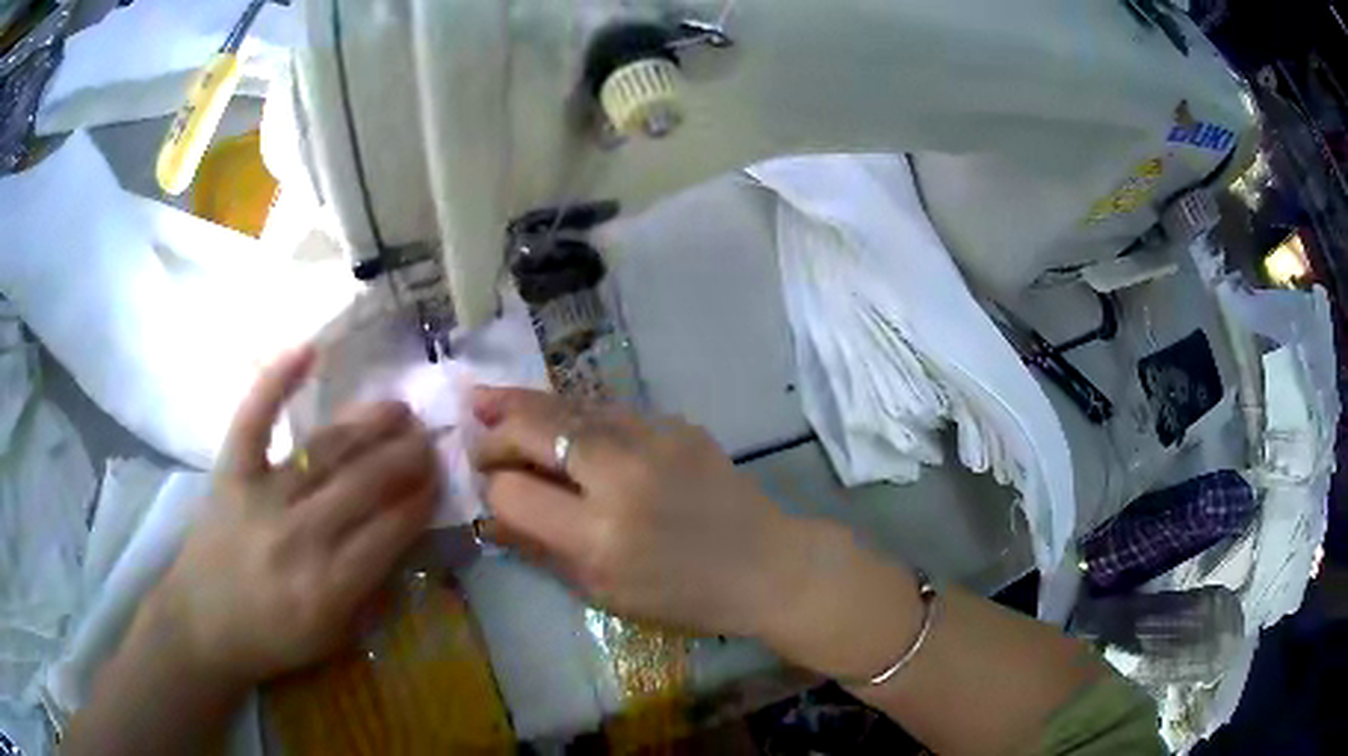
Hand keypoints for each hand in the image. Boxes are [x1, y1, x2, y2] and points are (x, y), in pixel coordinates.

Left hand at [150, 346, 437, 687]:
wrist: (202, 625)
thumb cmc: (272, 638)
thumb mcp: (333, 636)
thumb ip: (369, 588)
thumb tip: (402, 535)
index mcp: (330, 586)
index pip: (390, 531)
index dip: (420, 500)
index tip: (439, 478)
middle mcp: (300, 536)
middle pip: (363, 484)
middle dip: (405, 458)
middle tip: (429, 438)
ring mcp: (261, 497)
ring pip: (324, 451)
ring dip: (367, 425)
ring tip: (397, 408)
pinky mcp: (230, 473)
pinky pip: (254, 420)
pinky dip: (277, 382)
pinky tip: (307, 350)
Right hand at [472, 388, 806, 638]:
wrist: (766, 565)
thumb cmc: (684, 597)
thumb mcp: (604, 592)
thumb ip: (541, 549)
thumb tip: (490, 515)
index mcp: (599, 535)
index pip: (514, 494)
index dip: (492, 489)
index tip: (489, 488)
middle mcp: (621, 477)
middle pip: (535, 430)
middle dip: (496, 431)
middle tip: (477, 433)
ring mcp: (653, 441)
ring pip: (570, 406)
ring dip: (525, 404)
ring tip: (491, 399)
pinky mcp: (677, 424)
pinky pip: (610, 411)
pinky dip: (576, 414)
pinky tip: (560, 420)